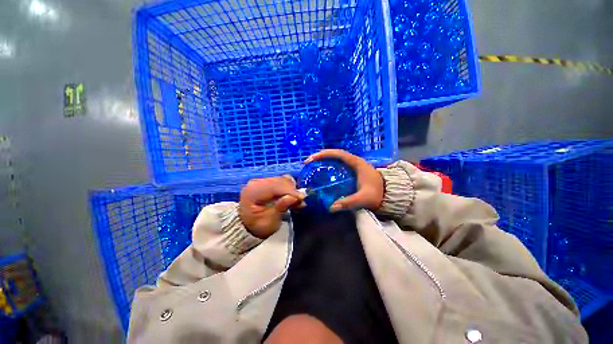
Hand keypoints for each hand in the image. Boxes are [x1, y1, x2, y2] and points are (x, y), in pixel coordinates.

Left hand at [239, 176, 304, 238]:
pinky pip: (282, 181)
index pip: (274, 186)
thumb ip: (280, 208)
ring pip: (283, 180)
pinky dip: (290, 188)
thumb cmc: (258, 226)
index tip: (302, 198)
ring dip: (293, 190)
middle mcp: (256, 182)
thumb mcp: (269, 221)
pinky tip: (293, 197)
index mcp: (253, 191)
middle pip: (280, 181)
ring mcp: (262, 180)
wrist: (249, 226)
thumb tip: (292, 197)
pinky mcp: (268, 182)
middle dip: (293, 191)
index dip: (290, 191)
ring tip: (297, 201)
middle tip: (301, 202)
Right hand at [305, 149, 383, 211]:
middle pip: (334, 154)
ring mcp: (353, 166)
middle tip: (308, 163)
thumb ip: (348, 202)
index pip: (338, 154)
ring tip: (313, 166)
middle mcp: (354, 161)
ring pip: (336, 159)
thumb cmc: (378, 193)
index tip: (312, 159)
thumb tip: (331, 208)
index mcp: (356, 163)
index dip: (324, 154)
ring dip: (324, 160)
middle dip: (321, 156)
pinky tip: (323, 174)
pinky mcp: (353, 171)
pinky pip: (338, 166)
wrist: (390, 194)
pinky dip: (329, 167)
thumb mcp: (364, 198)